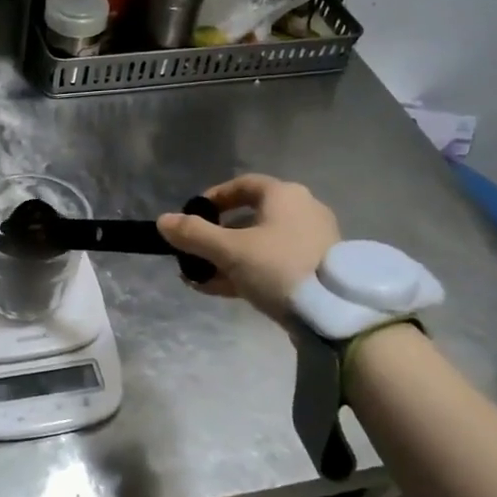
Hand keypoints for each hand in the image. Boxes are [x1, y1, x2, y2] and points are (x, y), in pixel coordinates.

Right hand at [157, 174, 340, 319]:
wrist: (334, 312)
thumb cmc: (279, 267)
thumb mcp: (229, 250)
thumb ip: (193, 234)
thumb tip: (162, 221)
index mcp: (285, 195)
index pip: (243, 184)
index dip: (214, 197)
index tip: (192, 215)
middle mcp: (302, 211)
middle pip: (249, 217)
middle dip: (216, 236)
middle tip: (193, 252)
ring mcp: (311, 242)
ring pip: (259, 244)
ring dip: (227, 258)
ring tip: (199, 276)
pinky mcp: (315, 270)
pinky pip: (272, 264)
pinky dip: (246, 272)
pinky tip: (219, 289)